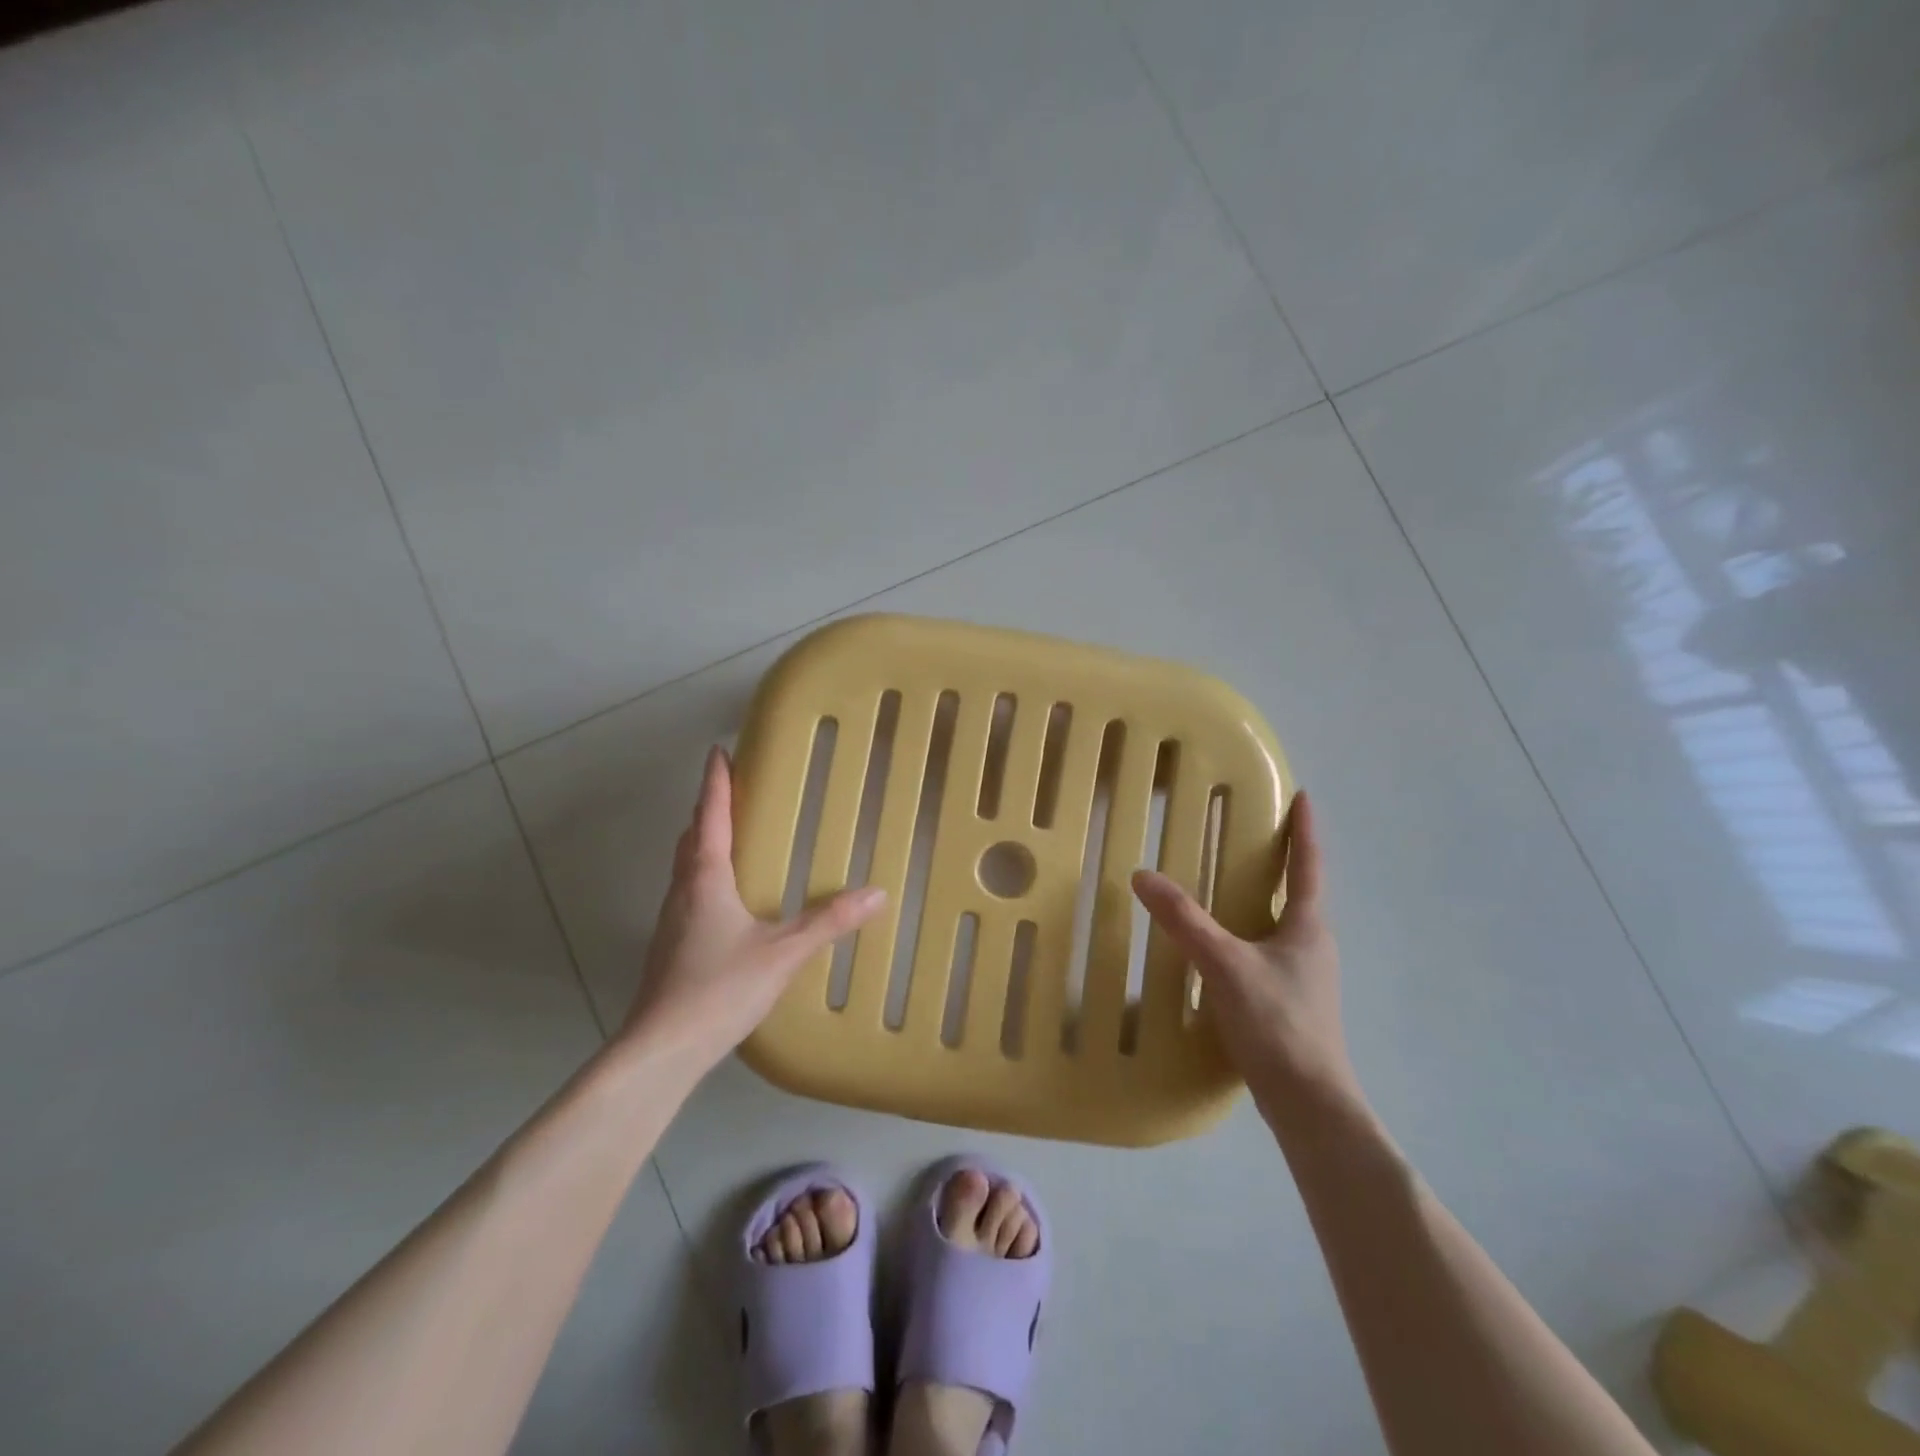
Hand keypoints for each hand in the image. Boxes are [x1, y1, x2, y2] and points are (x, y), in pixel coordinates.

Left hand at [622, 746, 886, 1070]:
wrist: (662, 1048)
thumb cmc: (719, 988)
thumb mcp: (783, 953)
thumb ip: (828, 922)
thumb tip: (877, 893)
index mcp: (706, 878)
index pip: (710, 816)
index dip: (716, 782)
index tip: (718, 751)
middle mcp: (683, 891)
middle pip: (692, 837)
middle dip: (710, 809)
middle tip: (733, 791)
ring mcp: (672, 921)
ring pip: (686, 866)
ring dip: (704, 842)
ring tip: (732, 837)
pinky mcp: (671, 947)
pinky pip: (689, 892)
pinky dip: (705, 875)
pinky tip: (727, 899)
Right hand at [1132, 791, 1358, 1110]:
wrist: (1309, 1103)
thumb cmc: (1277, 1023)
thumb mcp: (1223, 964)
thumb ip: (1184, 920)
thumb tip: (1143, 876)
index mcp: (1307, 927)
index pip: (1309, 866)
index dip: (1305, 830)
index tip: (1303, 797)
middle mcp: (1311, 945)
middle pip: (1297, 892)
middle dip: (1278, 861)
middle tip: (1248, 835)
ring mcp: (1303, 977)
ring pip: (1279, 925)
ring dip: (1260, 900)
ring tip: (1226, 885)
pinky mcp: (1289, 1003)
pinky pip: (1265, 953)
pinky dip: (1245, 936)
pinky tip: (1218, 949)